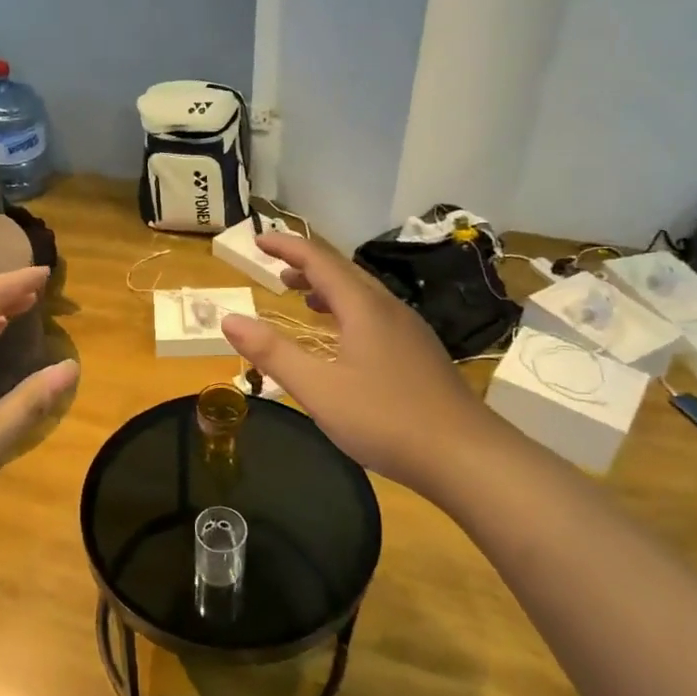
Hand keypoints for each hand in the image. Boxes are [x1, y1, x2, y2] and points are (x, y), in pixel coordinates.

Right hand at [219, 233, 496, 498]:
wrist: (466, 456)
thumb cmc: (385, 419)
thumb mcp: (318, 389)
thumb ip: (272, 353)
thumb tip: (230, 318)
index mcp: (363, 307)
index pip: (319, 260)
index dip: (286, 247)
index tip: (257, 239)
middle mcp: (388, 309)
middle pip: (343, 272)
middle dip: (307, 266)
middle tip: (276, 270)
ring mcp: (409, 331)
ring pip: (363, 295)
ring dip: (328, 289)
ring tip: (303, 299)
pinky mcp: (420, 354)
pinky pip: (376, 315)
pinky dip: (348, 312)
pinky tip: (343, 340)